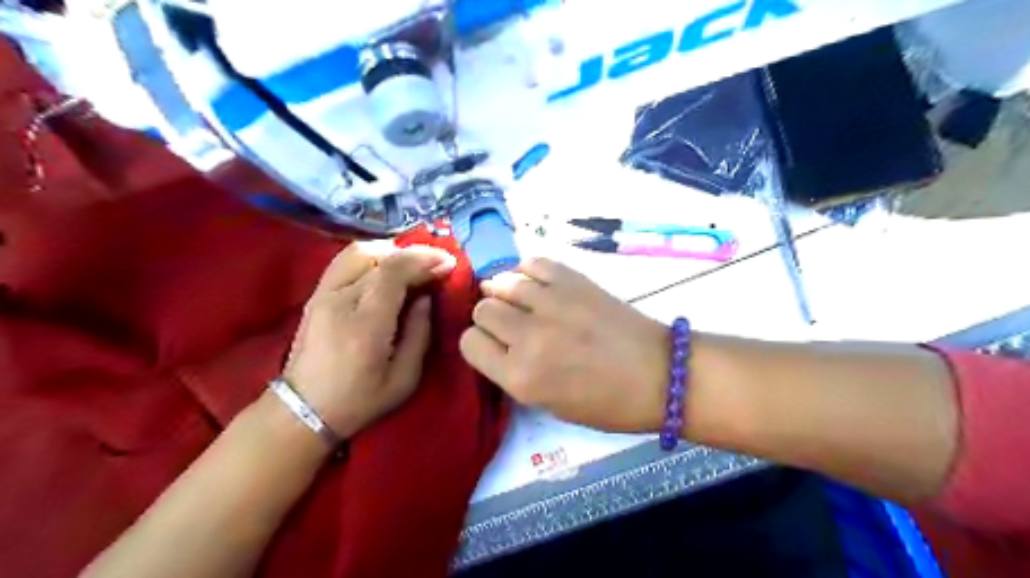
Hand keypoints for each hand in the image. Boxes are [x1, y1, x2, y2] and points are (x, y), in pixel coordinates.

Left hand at [282, 241, 454, 437]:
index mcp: (366, 323)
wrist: (303, 411)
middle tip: (435, 264)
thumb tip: (425, 299)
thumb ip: (419, 333)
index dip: (424, 260)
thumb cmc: (360, 401)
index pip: (394, 271)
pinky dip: (372, 258)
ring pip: (358, 251)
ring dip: (390, 251)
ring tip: (411, 264)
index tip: (449, 264)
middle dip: (413, 254)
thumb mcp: (404, 378)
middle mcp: (340, 300)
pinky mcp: (315, 295)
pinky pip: (345, 261)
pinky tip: (386, 270)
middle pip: (378, 256)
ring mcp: (323, 294)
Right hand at [458, 257, 668, 433]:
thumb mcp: (549, 404)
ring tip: (522, 300)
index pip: (470, 343)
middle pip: (483, 309)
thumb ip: (515, 373)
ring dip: (505, 292)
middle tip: (512, 323)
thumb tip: (497, 341)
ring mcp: (550, 303)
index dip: (480, 343)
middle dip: (491, 317)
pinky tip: (538, 283)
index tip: (495, 344)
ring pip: (501, 283)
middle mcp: (527, 337)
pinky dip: (529, 271)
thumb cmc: (607, 403)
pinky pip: (532, 263)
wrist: (658, 374)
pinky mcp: (572, 280)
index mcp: (520, 378)